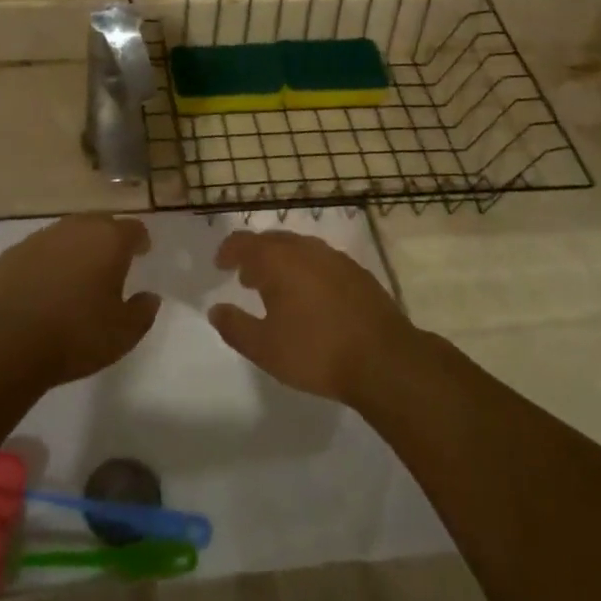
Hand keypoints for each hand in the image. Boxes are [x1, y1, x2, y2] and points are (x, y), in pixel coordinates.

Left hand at [0, 215, 157, 385]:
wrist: (6, 342)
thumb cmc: (76, 335)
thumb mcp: (124, 334)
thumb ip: (142, 311)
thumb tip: (149, 297)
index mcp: (108, 240)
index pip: (133, 228)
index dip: (140, 240)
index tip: (142, 253)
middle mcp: (75, 229)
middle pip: (99, 224)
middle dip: (108, 239)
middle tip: (111, 263)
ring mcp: (40, 238)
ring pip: (67, 234)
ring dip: (76, 248)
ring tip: (78, 274)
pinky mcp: (12, 253)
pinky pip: (40, 250)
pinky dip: (48, 261)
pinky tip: (45, 285)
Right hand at [208, 231, 416, 405]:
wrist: (384, 359)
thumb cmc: (316, 351)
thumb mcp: (264, 348)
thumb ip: (235, 326)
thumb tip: (216, 309)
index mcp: (277, 260)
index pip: (244, 242)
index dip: (228, 251)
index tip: (220, 265)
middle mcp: (305, 249)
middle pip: (272, 241)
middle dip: (255, 256)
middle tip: (247, 279)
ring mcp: (335, 258)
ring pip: (299, 249)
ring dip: (283, 262)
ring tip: (278, 289)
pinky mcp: (358, 273)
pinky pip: (322, 261)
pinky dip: (307, 271)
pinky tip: (312, 298)